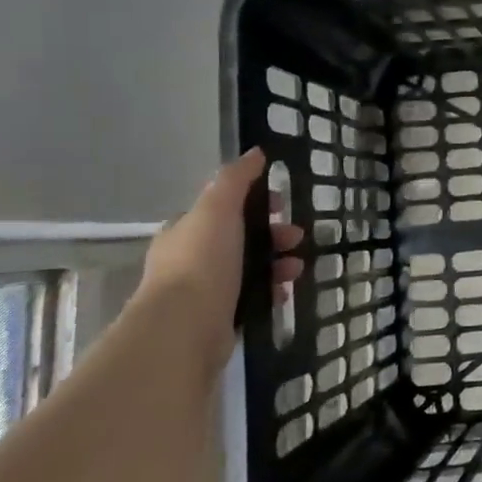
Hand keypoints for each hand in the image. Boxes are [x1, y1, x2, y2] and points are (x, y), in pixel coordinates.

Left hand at [139, 148, 303, 367]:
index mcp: (185, 230)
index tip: (281, 204)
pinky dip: (271, 292)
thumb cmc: (201, 261)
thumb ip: (235, 179)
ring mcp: (203, 292)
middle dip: (273, 235)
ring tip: (296, 270)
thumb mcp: (218, 209)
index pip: (222, 208)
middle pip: (240, 239)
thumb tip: (256, 153)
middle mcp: (190, 259)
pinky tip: (284, 294)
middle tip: (296, 238)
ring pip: (249, 269)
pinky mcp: (218, 319)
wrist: (185, 328)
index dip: (254, 202)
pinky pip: (252, 298)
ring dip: (278, 264)